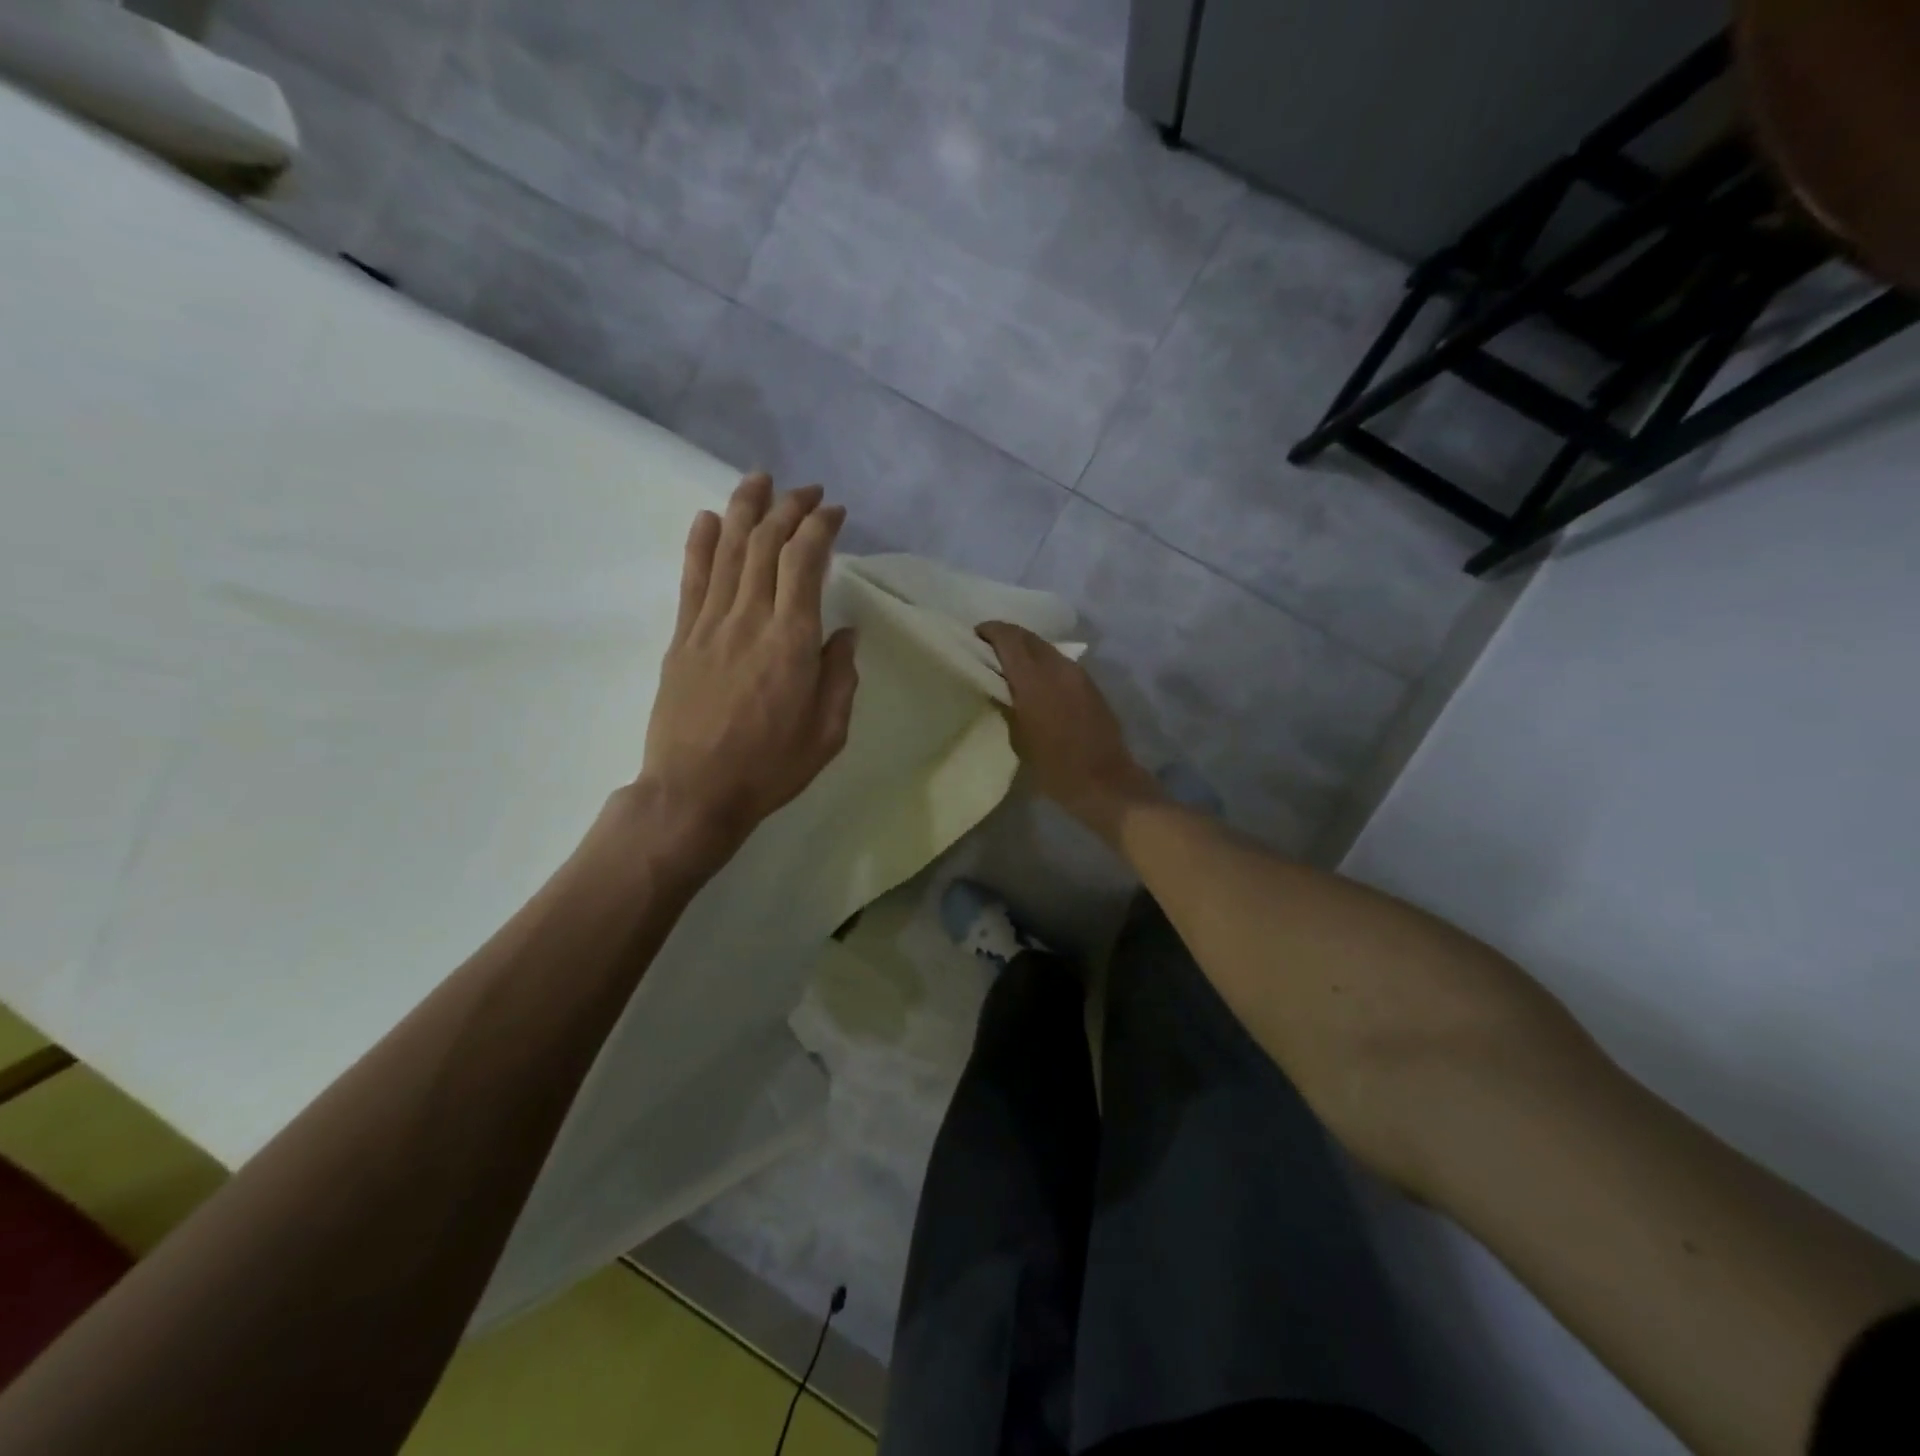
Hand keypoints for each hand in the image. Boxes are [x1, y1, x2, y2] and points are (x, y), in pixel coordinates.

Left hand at [638, 473, 858, 863]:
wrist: (694, 792)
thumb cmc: (770, 768)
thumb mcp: (828, 732)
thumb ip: (840, 677)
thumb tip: (845, 634)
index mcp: (792, 641)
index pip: (805, 562)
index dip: (820, 527)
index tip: (835, 513)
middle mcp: (750, 619)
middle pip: (766, 544)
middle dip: (789, 508)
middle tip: (807, 491)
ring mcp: (710, 624)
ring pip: (727, 549)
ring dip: (745, 508)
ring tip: (760, 480)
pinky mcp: (682, 637)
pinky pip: (691, 578)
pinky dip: (700, 543)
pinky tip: (708, 518)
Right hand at [976, 621, 1162, 842]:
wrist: (1104, 780)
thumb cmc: (1054, 766)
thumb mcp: (1018, 737)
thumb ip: (1007, 704)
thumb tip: (998, 687)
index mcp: (1034, 678)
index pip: (1009, 638)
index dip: (990, 631)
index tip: (975, 636)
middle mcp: (1057, 666)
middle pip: (1028, 637)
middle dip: (1007, 637)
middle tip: (988, 649)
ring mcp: (1078, 673)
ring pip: (1046, 649)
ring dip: (1027, 651)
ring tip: (1010, 666)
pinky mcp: (1090, 684)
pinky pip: (1060, 663)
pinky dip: (1043, 664)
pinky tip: (1035, 683)